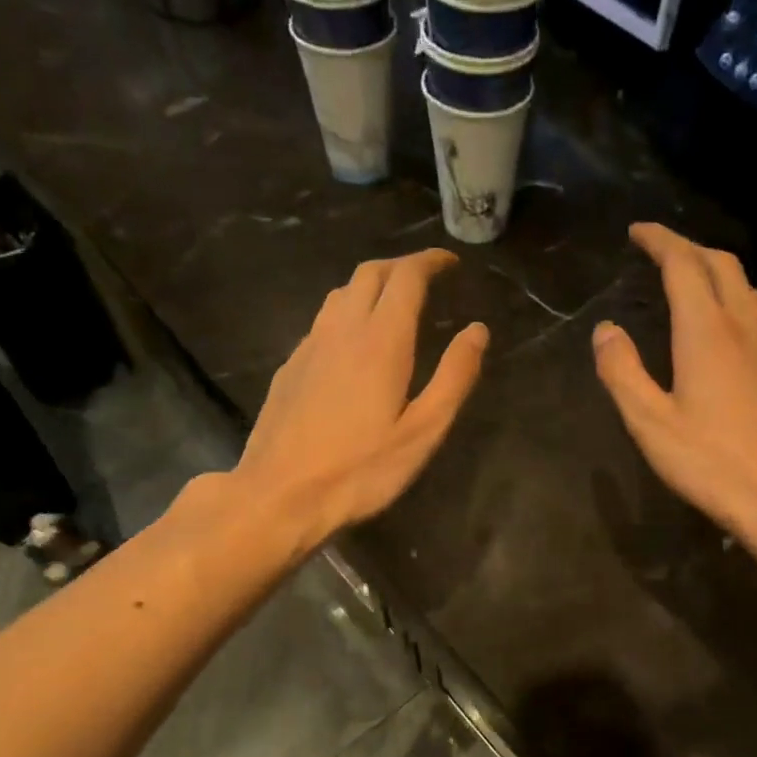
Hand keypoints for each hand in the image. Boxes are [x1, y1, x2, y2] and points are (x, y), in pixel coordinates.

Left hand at [231, 249, 487, 546]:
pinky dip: (347, 313)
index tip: (450, 263)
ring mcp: (309, 346)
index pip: (406, 277)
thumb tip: (477, 331)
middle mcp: (342, 330)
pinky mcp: (289, 367)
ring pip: (341, 293)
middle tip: (426, 278)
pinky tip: (354, 343)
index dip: (430, 261)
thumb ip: (454, 377)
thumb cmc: (360, 470)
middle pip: (369, 273)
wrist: (279, 495)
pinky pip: (323, 321)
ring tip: (393, 303)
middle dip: (401, 266)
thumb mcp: (422, 432)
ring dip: (371, 285)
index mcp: (381, 340)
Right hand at [593, 223, 756, 576]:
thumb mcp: (650, 423)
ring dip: (714, 270)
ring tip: (687, 278)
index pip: (683, 264)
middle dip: (688, 247)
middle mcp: (744, 326)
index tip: (637, 231)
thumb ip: (623, 372)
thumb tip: (605, 330)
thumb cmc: (712, 463)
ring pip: (745, 287)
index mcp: (706, 332)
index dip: (659, 241)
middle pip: (721, 264)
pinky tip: (721, 326)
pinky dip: (731, 299)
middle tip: (659, 250)